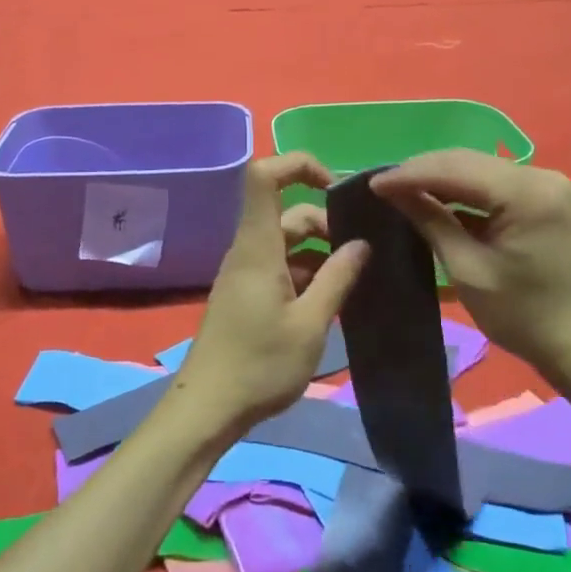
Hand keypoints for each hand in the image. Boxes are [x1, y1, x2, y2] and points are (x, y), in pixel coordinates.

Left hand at [172, 154, 369, 436]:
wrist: (208, 408)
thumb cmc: (260, 365)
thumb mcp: (310, 324)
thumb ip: (338, 278)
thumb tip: (362, 243)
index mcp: (258, 246)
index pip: (263, 176)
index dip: (298, 164)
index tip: (335, 186)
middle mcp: (249, 250)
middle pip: (287, 213)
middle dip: (326, 223)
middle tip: (362, 255)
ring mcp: (245, 272)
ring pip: (286, 242)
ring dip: (320, 253)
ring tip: (355, 280)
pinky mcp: (246, 293)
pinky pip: (279, 265)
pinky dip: (307, 272)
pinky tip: (331, 299)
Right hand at [370, 150, 570, 377]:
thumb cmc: (524, 316)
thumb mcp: (468, 269)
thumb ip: (431, 221)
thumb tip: (393, 191)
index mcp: (525, 193)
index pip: (455, 168)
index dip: (409, 174)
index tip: (372, 184)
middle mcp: (539, 176)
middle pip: (467, 161)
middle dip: (422, 171)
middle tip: (383, 186)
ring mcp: (546, 186)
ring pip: (479, 169)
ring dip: (440, 178)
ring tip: (401, 191)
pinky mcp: (545, 200)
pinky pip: (494, 184)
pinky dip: (462, 190)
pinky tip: (436, 200)